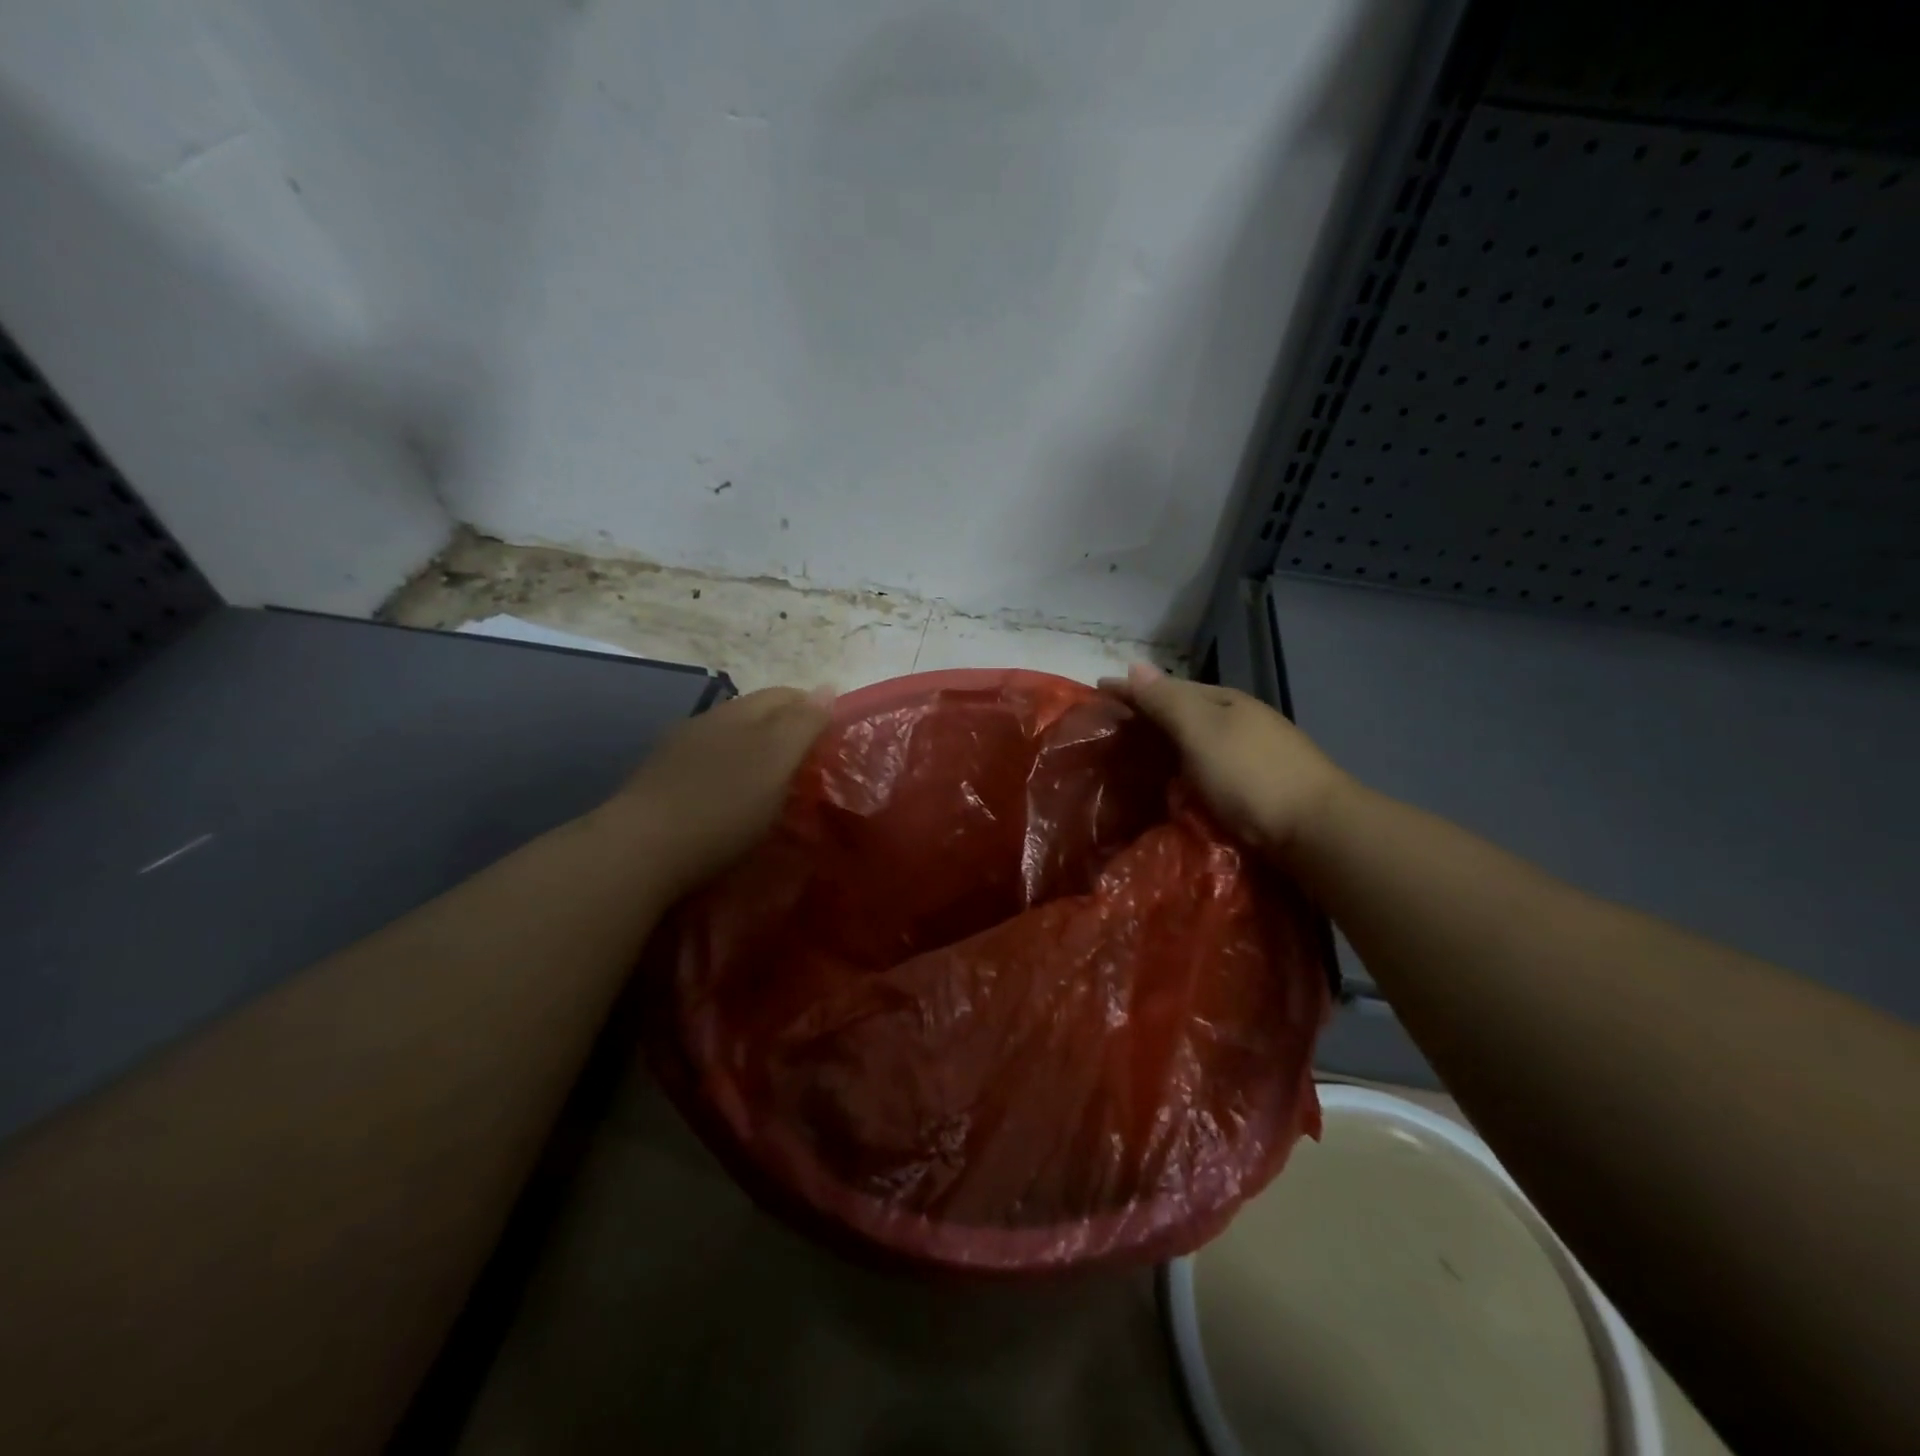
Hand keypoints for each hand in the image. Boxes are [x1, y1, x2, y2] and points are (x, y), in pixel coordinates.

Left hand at [604, 685, 833, 896]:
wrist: (638, 852)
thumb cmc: (720, 806)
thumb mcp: (774, 762)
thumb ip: (802, 724)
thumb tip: (827, 688)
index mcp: (737, 713)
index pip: (785, 696)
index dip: (815, 710)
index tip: (837, 740)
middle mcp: (706, 723)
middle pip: (757, 717)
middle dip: (787, 733)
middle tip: (813, 767)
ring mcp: (677, 754)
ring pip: (730, 743)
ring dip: (757, 756)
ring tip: (777, 788)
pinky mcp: (660, 787)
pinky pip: (709, 770)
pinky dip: (731, 779)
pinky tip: (733, 804)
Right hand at [1099, 663, 1349, 858]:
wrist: (1316, 831)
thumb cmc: (1250, 775)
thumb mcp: (1200, 731)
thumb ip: (1165, 701)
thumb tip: (1133, 664)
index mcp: (1225, 701)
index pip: (1168, 687)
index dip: (1132, 690)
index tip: (1096, 693)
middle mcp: (1240, 721)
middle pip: (1184, 711)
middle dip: (1148, 714)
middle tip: (1109, 728)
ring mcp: (1254, 753)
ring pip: (1198, 740)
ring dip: (1166, 743)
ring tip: (1134, 756)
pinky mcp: (1259, 787)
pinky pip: (1208, 766)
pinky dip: (1185, 767)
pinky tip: (1175, 782)